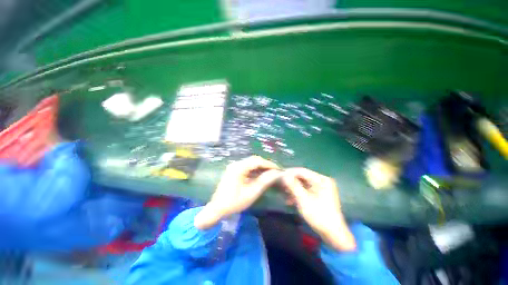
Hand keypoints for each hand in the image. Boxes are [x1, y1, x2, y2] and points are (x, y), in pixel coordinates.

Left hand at [194, 156, 281, 229]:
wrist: (217, 209)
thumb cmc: (234, 202)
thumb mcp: (251, 193)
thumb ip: (264, 181)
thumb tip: (276, 173)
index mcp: (239, 168)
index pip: (257, 161)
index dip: (268, 164)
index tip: (278, 169)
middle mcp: (236, 164)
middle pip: (253, 160)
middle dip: (265, 165)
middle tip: (275, 171)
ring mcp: (234, 167)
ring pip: (250, 163)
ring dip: (260, 167)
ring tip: (270, 173)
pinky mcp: (233, 170)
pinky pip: (246, 167)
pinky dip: (254, 170)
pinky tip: (260, 175)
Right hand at [283, 168, 355, 250]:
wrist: (333, 234)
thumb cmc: (318, 216)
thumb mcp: (303, 200)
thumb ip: (293, 186)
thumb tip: (283, 175)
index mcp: (321, 180)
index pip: (302, 171)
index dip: (289, 172)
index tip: (279, 175)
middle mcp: (322, 180)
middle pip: (302, 177)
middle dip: (291, 181)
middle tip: (280, 184)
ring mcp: (321, 187)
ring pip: (303, 184)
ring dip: (293, 188)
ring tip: (284, 193)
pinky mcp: (319, 194)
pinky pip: (306, 190)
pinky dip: (298, 193)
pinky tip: (290, 200)